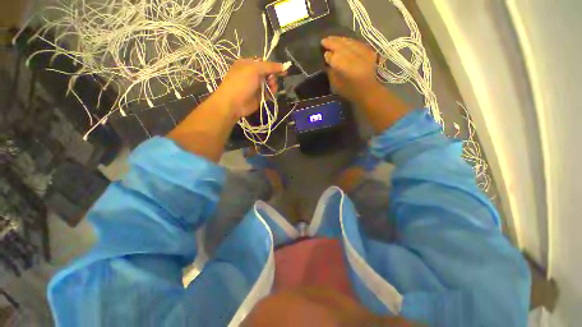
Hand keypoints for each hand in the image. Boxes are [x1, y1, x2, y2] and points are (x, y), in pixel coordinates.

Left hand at [213, 59, 286, 118]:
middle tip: (271, 81)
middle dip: (273, 76)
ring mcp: (256, 86)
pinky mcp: (260, 96)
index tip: (283, 69)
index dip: (273, 65)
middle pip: (269, 73)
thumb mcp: (254, 69)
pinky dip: (272, 92)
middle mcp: (253, 74)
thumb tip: (284, 66)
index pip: (264, 62)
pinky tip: (271, 93)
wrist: (234, 103)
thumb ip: (269, 66)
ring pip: (270, 83)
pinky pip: (269, 92)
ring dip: (273, 85)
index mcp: (248, 64)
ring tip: (272, 88)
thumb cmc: (241, 83)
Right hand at [321, 36, 382, 104]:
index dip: (326, 54)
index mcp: (341, 64)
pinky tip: (345, 41)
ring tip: (332, 38)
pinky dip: (349, 41)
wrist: (368, 91)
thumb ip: (331, 72)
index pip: (331, 55)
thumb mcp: (336, 84)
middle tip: (324, 40)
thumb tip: (328, 62)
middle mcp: (350, 54)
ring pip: (348, 41)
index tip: (323, 53)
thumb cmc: (349, 90)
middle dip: (331, 42)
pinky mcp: (368, 51)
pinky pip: (356, 42)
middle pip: (339, 45)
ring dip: (339, 39)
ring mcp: (360, 51)